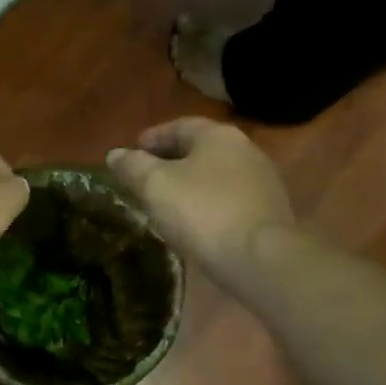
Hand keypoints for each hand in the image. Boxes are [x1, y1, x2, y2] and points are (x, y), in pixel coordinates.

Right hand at [106, 118, 293, 286]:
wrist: (260, 258)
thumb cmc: (202, 212)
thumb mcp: (155, 186)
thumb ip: (132, 166)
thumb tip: (115, 154)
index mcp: (218, 136)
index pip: (180, 126)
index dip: (153, 138)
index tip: (133, 152)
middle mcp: (246, 150)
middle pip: (201, 150)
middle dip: (171, 161)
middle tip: (146, 179)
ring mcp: (263, 181)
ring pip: (217, 176)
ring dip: (191, 184)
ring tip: (168, 203)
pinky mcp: (270, 212)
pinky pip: (230, 200)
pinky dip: (209, 204)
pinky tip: (196, 223)